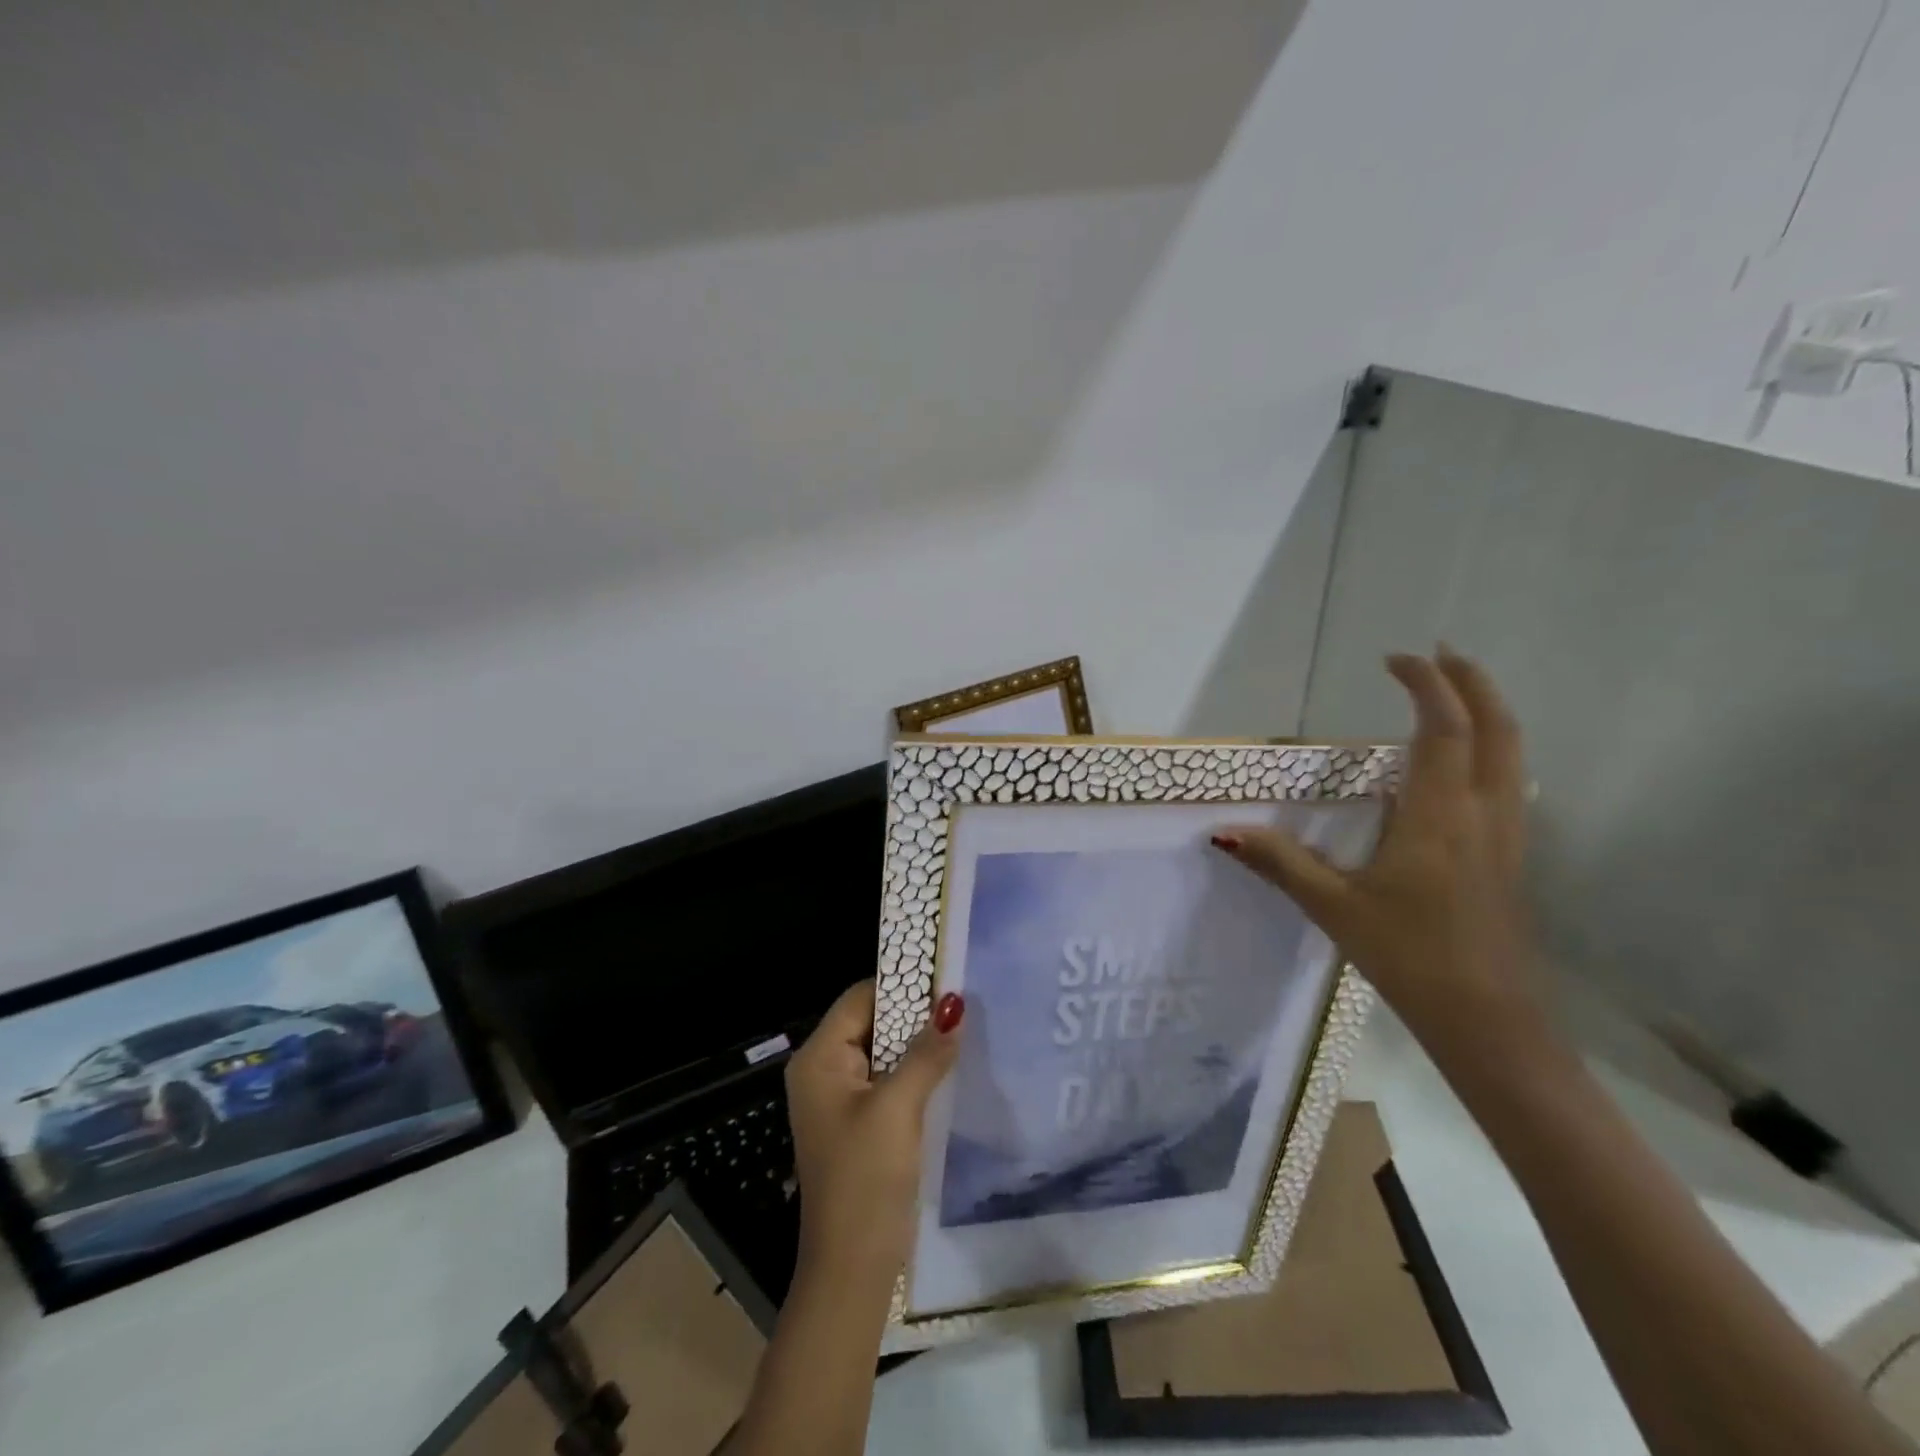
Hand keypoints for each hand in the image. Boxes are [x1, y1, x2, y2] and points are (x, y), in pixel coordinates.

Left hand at [784, 981, 963, 1285]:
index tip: (949, 977)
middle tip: (966, 999)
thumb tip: (955, 1003)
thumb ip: (926, 1053)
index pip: (861, 998)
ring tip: (966, 1026)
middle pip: (873, 1021)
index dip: (903, 984)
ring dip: (921, 1042)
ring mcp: (843, 1099)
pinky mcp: (863, 1123)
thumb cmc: (866, 1180)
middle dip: (916, 1012)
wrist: (852, 1270)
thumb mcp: (898, 1108)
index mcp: (819, 1059)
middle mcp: (825, 1071)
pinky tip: (952, 1066)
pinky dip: (918, 1069)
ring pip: (886, 1051)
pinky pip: (891, 1079)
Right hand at [1214, 647, 1539, 1055]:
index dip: (1424, 684)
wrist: (1489, 1021)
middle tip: (1442, 654)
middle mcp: (1483, 813)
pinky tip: (1462, 768)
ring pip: (1513, 755)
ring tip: (1455, 696)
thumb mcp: (1333, 906)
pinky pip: (1509, 783)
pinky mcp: (1510, 859)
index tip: (1395, 658)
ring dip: (1488, 713)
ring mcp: (1506, 837)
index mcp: (1439, 815)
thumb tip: (1224, 831)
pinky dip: (1492, 750)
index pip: (1441, 728)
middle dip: (1472, 683)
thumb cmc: (1409, 956)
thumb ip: (1280, 862)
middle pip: (1496, 728)